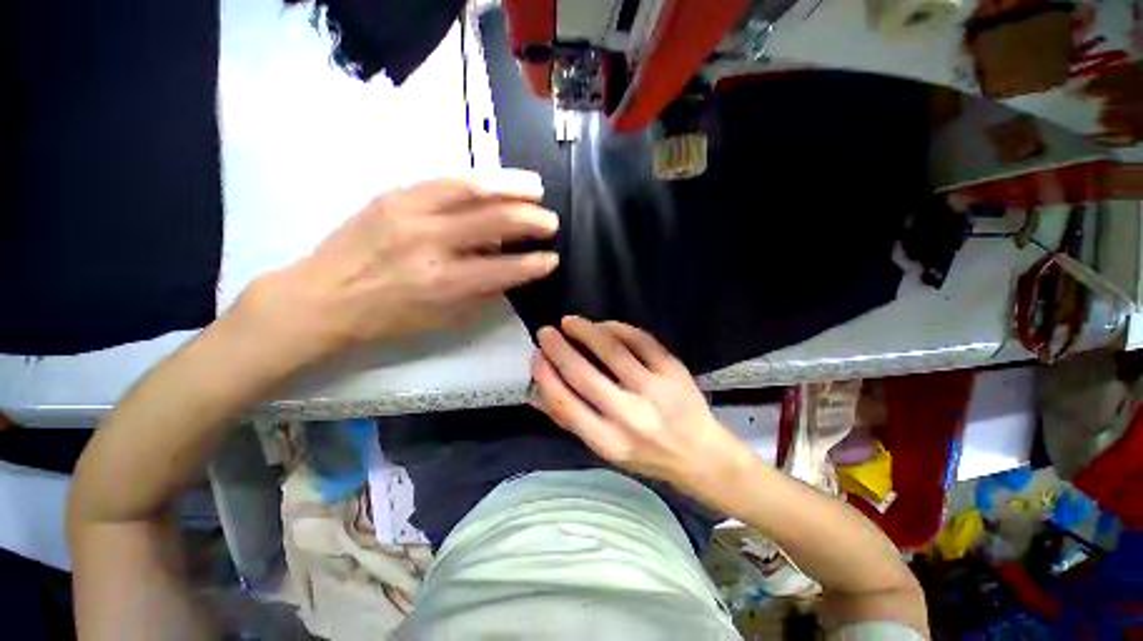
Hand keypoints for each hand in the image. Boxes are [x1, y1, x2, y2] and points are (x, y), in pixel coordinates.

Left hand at [235, 172, 559, 367]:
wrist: (322, 296)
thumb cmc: (387, 319)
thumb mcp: (442, 319)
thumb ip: (482, 294)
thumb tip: (512, 273)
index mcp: (444, 283)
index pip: (505, 269)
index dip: (534, 264)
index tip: (553, 259)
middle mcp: (431, 242)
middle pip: (495, 221)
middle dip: (532, 220)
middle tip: (552, 221)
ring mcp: (410, 211)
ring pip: (472, 187)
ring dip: (511, 186)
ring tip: (535, 188)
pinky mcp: (393, 194)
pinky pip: (444, 178)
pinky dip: (478, 177)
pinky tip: (496, 180)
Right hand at [531, 316, 748, 491]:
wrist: (700, 454)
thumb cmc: (646, 454)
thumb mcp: (606, 449)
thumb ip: (573, 419)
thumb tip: (537, 391)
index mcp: (609, 442)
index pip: (565, 404)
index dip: (545, 376)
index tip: (536, 357)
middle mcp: (630, 417)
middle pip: (584, 375)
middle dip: (559, 349)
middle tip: (546, 332)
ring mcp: (655, 390)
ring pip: (612, 350)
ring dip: (585, 331)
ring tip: (570, 322)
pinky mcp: (673, 370)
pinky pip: (639, 340)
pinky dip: (617, 328)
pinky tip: (603, 325)